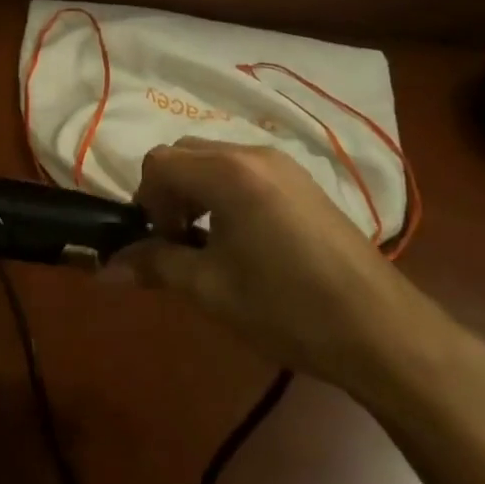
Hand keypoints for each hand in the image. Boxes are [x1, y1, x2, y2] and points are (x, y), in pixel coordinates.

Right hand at [116, 139, 482, 414]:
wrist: (380, 330)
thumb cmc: (286, 307)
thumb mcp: (211, 289)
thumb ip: (154, 266)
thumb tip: (104, 269)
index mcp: (227, 172)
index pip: (159, 162)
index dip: (146, 202)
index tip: (160, 244)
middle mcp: (253, 153)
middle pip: (186, 153)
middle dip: (169, 193)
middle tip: (179, 242)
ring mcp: (284, 164)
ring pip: (216, 160)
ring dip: (197, 192)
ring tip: (210, 245)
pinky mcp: (303, 182)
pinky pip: (245, 171)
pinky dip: (226, 194)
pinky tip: (245, 241)